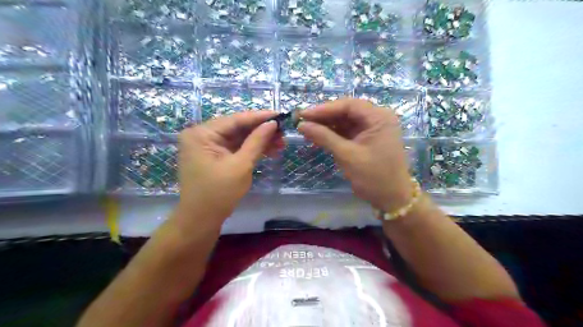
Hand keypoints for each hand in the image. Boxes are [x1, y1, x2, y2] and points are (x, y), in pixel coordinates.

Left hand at [179, 111, 285, 225]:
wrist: (201, 220)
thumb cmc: (219, 194)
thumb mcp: (241, 166)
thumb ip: (257, 142)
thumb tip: (273, 123)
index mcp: (201, 134)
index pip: (235, 120)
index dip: (260, 117)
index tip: (280, 114)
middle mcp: (202, 135)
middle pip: (237, 127)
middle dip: (261, 131)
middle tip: (283, 133)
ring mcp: (207, 146)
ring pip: (238, 138)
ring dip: (259, 140)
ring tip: (281, 143)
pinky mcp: (213, 155)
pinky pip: (235, 147)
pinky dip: (251, 149)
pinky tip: (269, 150)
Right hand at [298, 99, 411, 213]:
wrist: (391, 199)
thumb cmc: (373, 177)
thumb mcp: (347, 155)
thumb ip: (324, 137)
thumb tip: (301, 125)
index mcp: (379, 118)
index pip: (348, 105)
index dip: (324, 109)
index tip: (303, 115)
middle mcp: (377, 118)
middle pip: (346, 111)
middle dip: (324, 117)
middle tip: (302, 121)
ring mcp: (372, 129)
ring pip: (345, 121)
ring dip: (327, 125)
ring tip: (306, 129)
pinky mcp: (367, 139)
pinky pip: (347, 132)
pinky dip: (333, 134)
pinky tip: (318, 136)